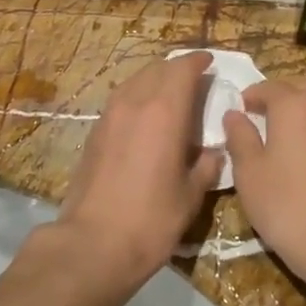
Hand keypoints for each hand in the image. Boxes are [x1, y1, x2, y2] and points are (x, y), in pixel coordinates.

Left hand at [57, 52, 223, 285]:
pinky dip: (137, 97)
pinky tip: (146, 119)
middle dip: (177, 69)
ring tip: (170, 96)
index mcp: (164, 112)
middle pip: (157, 69)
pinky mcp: (94, 133)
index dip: (198, 62)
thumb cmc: (151, 220)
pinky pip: (120, 100)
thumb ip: (206, 167)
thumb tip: (213, 153)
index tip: (209, 62)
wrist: (93, 243)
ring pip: (134, 81)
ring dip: (154, 80)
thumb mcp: (191, 196)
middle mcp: (134, 103)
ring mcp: (109, 116)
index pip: (182, 69)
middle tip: (194, 80)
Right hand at [222, 64, 305, 292]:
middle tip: (273, 115)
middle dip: (291, 92)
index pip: (270, 87)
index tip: (240, 111)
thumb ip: (240, 137)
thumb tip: (234, 115)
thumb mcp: (249, 172)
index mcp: (295, 106)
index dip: (251, 96)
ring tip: (296, 132)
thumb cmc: (285, 205)